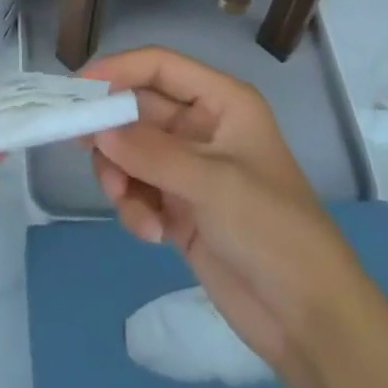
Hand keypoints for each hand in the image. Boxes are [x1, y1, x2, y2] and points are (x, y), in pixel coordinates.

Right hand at [79, 47, 353, 385]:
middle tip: (83, 149)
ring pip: (130, 151)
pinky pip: (138, 190)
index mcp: (220, 101)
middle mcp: (201, 126)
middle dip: (112, 132)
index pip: (159, 66)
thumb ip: (150, 152)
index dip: (117, 69)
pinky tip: (152, 234)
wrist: (310, 320)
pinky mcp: (179, 207)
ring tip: (129, 205)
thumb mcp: (211, 183)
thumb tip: (96, 130)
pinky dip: (134, 207)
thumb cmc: (270, 229)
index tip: (77, 89)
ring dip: (120, 175)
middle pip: (138, 109)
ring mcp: (188, 168)